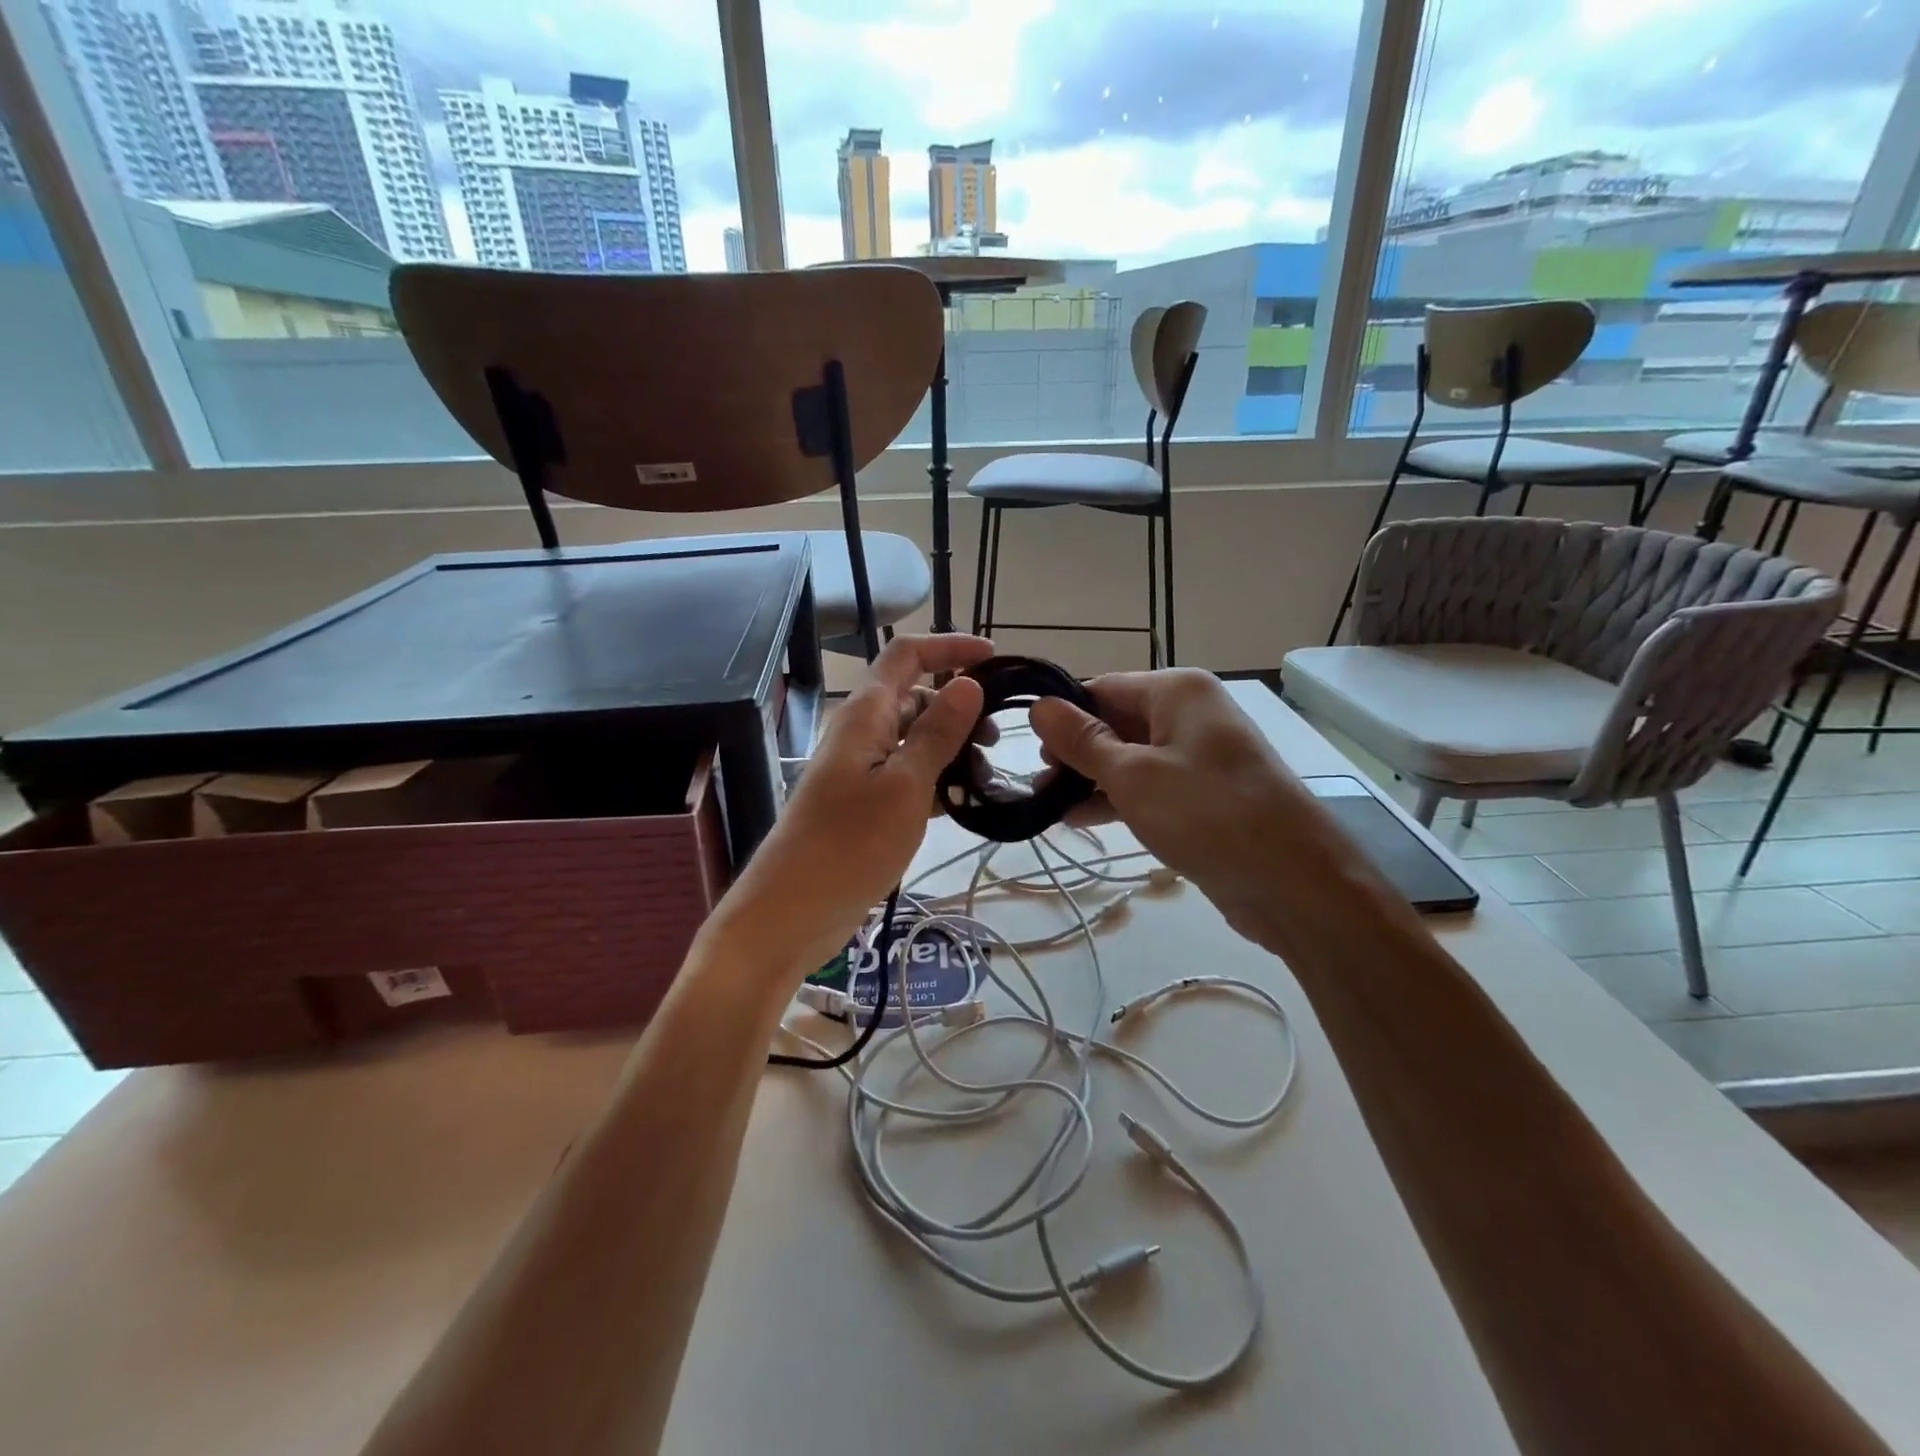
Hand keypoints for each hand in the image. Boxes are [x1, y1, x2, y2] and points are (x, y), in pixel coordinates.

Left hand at [708, 633, 993, 978]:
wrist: (790, 913)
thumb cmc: (849, 844)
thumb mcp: (905, 786)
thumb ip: (937, 733)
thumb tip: (968, 682)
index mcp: (865, 714)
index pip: (908, 656)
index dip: (949, 648)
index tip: (995, 658)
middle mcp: (860, 733)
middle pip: (914, 698)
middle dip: (958, 706)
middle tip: (996, 740)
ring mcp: (860, 770)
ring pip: (913, 740)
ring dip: (951, 748)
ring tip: (986, 777)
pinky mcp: (863, 805)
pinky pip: (906, 776)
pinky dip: (936, 781)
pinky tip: (963, 804)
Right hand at [1028, 669, 1317, 934]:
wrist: (1294, 882)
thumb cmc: (1207, 813)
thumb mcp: (1132, 775)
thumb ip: (1082, 741)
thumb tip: (1039, 706)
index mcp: (1177, 691)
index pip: (1102, 688)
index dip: (1062, 716)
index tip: (1025, 748)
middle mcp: (1189, 714)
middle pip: (1115, 722)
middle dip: (1073, 752)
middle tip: (1036, 784)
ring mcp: (1198, 756)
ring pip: (1129, 758)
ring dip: (1089, 779)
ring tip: (1046, 805)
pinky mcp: (1202, 796)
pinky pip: (1149, 787)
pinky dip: (1116, 799)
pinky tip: (1079, 820)